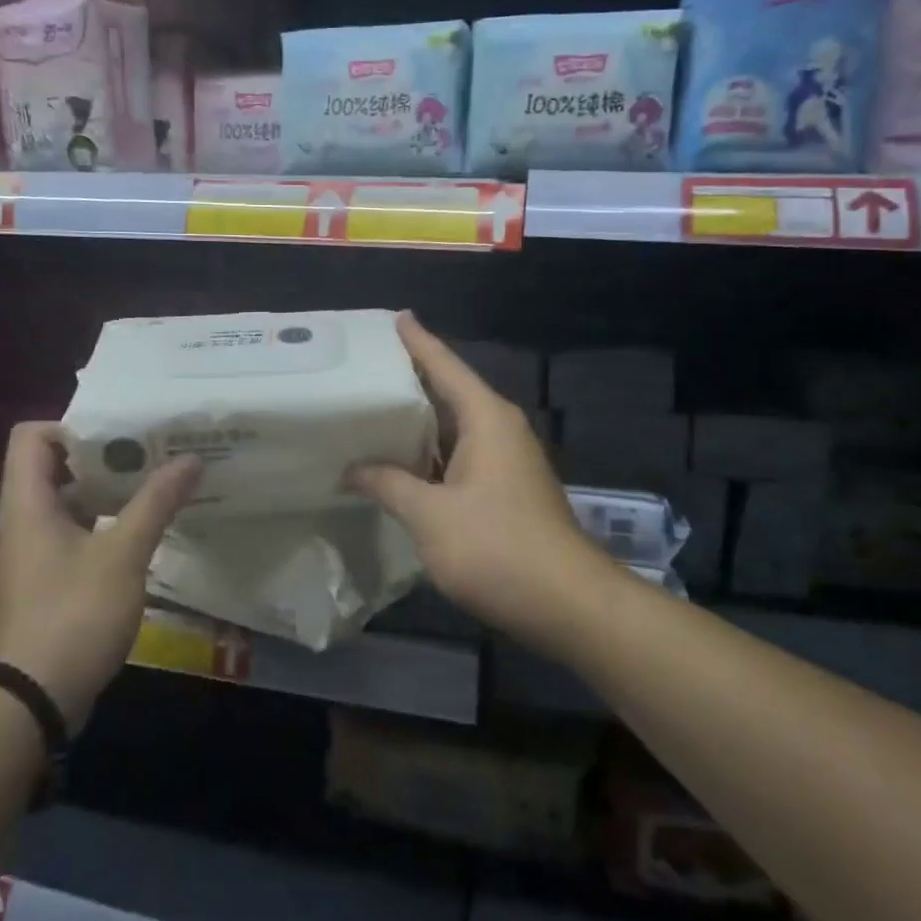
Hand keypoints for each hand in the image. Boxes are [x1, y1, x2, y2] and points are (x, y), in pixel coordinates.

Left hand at [0, 422, 199, 724]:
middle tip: (150, 459)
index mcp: (26, 505)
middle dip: (102, 461)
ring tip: (152, 493)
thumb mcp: (123, 555)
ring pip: (62, 507)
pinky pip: (64, 540)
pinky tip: (135, 541)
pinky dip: (97, 530)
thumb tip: (190, 459)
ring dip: (104, 497)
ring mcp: (24, 558)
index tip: (120, 437)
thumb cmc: (73, 616)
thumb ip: (156, 503)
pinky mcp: (36, 587)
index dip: (73, 427)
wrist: (29, 703)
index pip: (31, 436)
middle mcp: (17, 524)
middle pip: (50, 469)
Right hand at [350, 314, 617, 656]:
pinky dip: (428, 456)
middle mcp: (499, 430)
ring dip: (416, 423)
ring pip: (453, 429)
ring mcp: (505, 462)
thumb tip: (354, 468)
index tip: (395, 316)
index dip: (417, 341)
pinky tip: (398, 464)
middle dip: (409, 380)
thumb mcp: (430, 515)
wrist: (566, 603)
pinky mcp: (504, 491)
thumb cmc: (497, 547)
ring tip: (370, 410)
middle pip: (448, 392)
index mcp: (486, 418)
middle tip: (364, 366)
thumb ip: (389, 484)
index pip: (445, 366)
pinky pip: (458, 458)